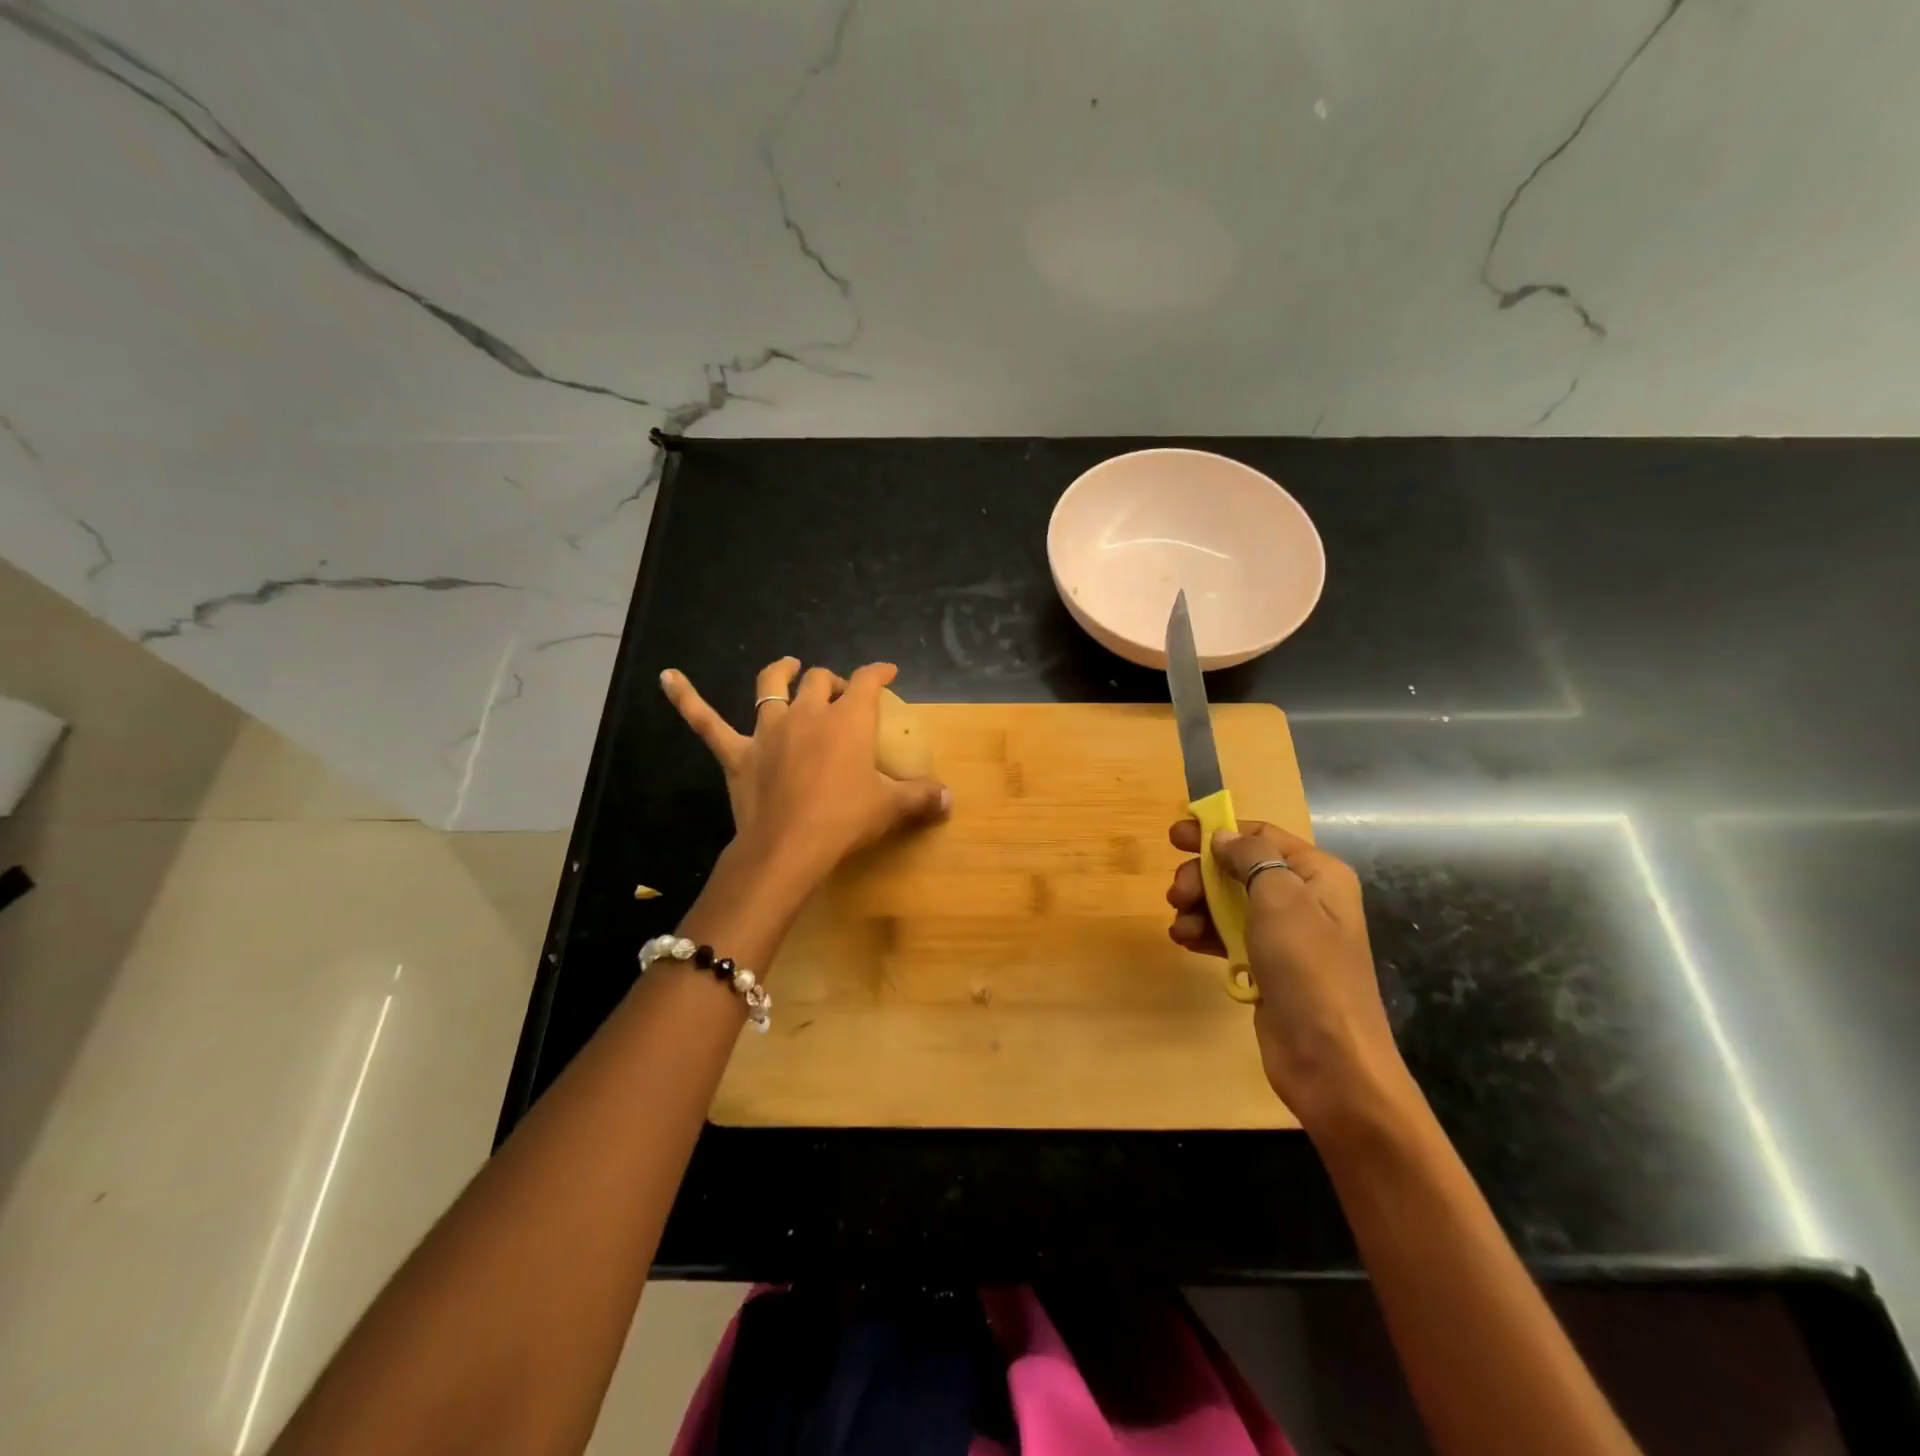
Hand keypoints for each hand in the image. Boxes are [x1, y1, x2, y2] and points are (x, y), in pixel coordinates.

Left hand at [662, 658, 951, 890]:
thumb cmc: (844, 821)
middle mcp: (807, 713)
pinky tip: (666, 676)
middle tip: (842, 694)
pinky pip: (706, 722)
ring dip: (781, 672)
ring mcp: (768, 730)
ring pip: (771, 686)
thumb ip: (922, 798)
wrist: (789, 849)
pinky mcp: (737, 754)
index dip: (878, 671)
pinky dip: (686, 698)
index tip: (888, 672)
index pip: (867, 681)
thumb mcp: (890, 808)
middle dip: (833, 681)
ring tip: (790, 666)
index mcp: (847, 719)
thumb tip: (951, 799)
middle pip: (821, 681)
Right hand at [1166, 819, 1410, 1135]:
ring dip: (1198, 908)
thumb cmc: (1307, 968)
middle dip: (1202, 876)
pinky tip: (1186, 942)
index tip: (1174, 836)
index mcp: (1317, 874)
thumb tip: (1222, 836)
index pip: (1261, 835)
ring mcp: (1285, 935)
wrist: (1330, 1060)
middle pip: (1239, 869)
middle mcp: (1303, 898)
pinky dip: (1204, 933)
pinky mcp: (1267, 966)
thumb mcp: (1279, 899)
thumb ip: (1250, 857)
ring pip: (1228, 903)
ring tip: (1181, 926)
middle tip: (1176, 894)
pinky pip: (1228, 935)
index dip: (1218, 831)